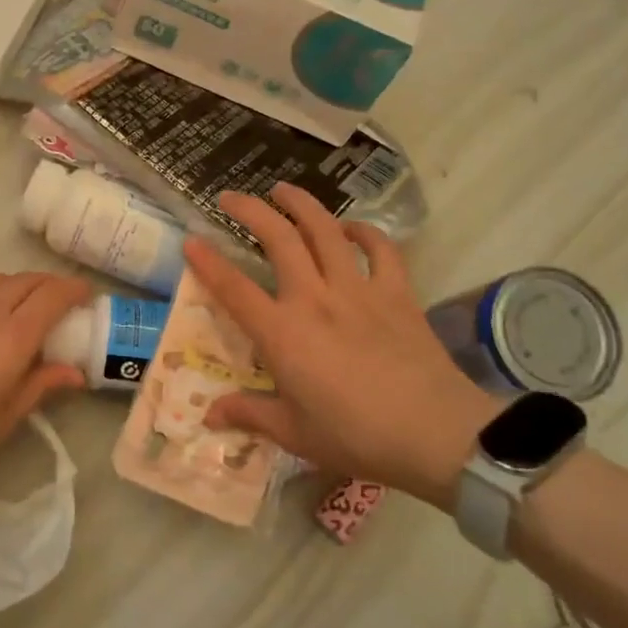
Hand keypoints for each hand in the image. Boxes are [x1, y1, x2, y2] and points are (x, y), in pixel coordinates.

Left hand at [0, 271, 91, 497]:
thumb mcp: (6, 417)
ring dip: (17, 284)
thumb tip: (75, 373)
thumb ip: (41, 385)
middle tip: (60, 298)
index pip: (53, 296)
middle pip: (26, 281)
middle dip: (49, 284)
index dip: (74, 289)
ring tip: (21, 302)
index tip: (87, 293)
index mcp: (14, 336)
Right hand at [182, 185, 498, 507]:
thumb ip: (249, 414)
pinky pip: (381, 249)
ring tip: (284, 190)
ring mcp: (358, 290)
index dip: (208, 262)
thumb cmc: (357, 437)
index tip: (190, 240)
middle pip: (278, 239)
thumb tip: (209, 415)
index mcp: (282, 334)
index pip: (234, 289)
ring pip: (325, 230)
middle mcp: (314, 299)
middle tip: (231, 196)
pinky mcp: (396, 292)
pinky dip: (365, 232)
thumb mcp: (295, 433)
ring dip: (301, 204)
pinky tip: (352, 228)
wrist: (436, 434)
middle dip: (250, 210)